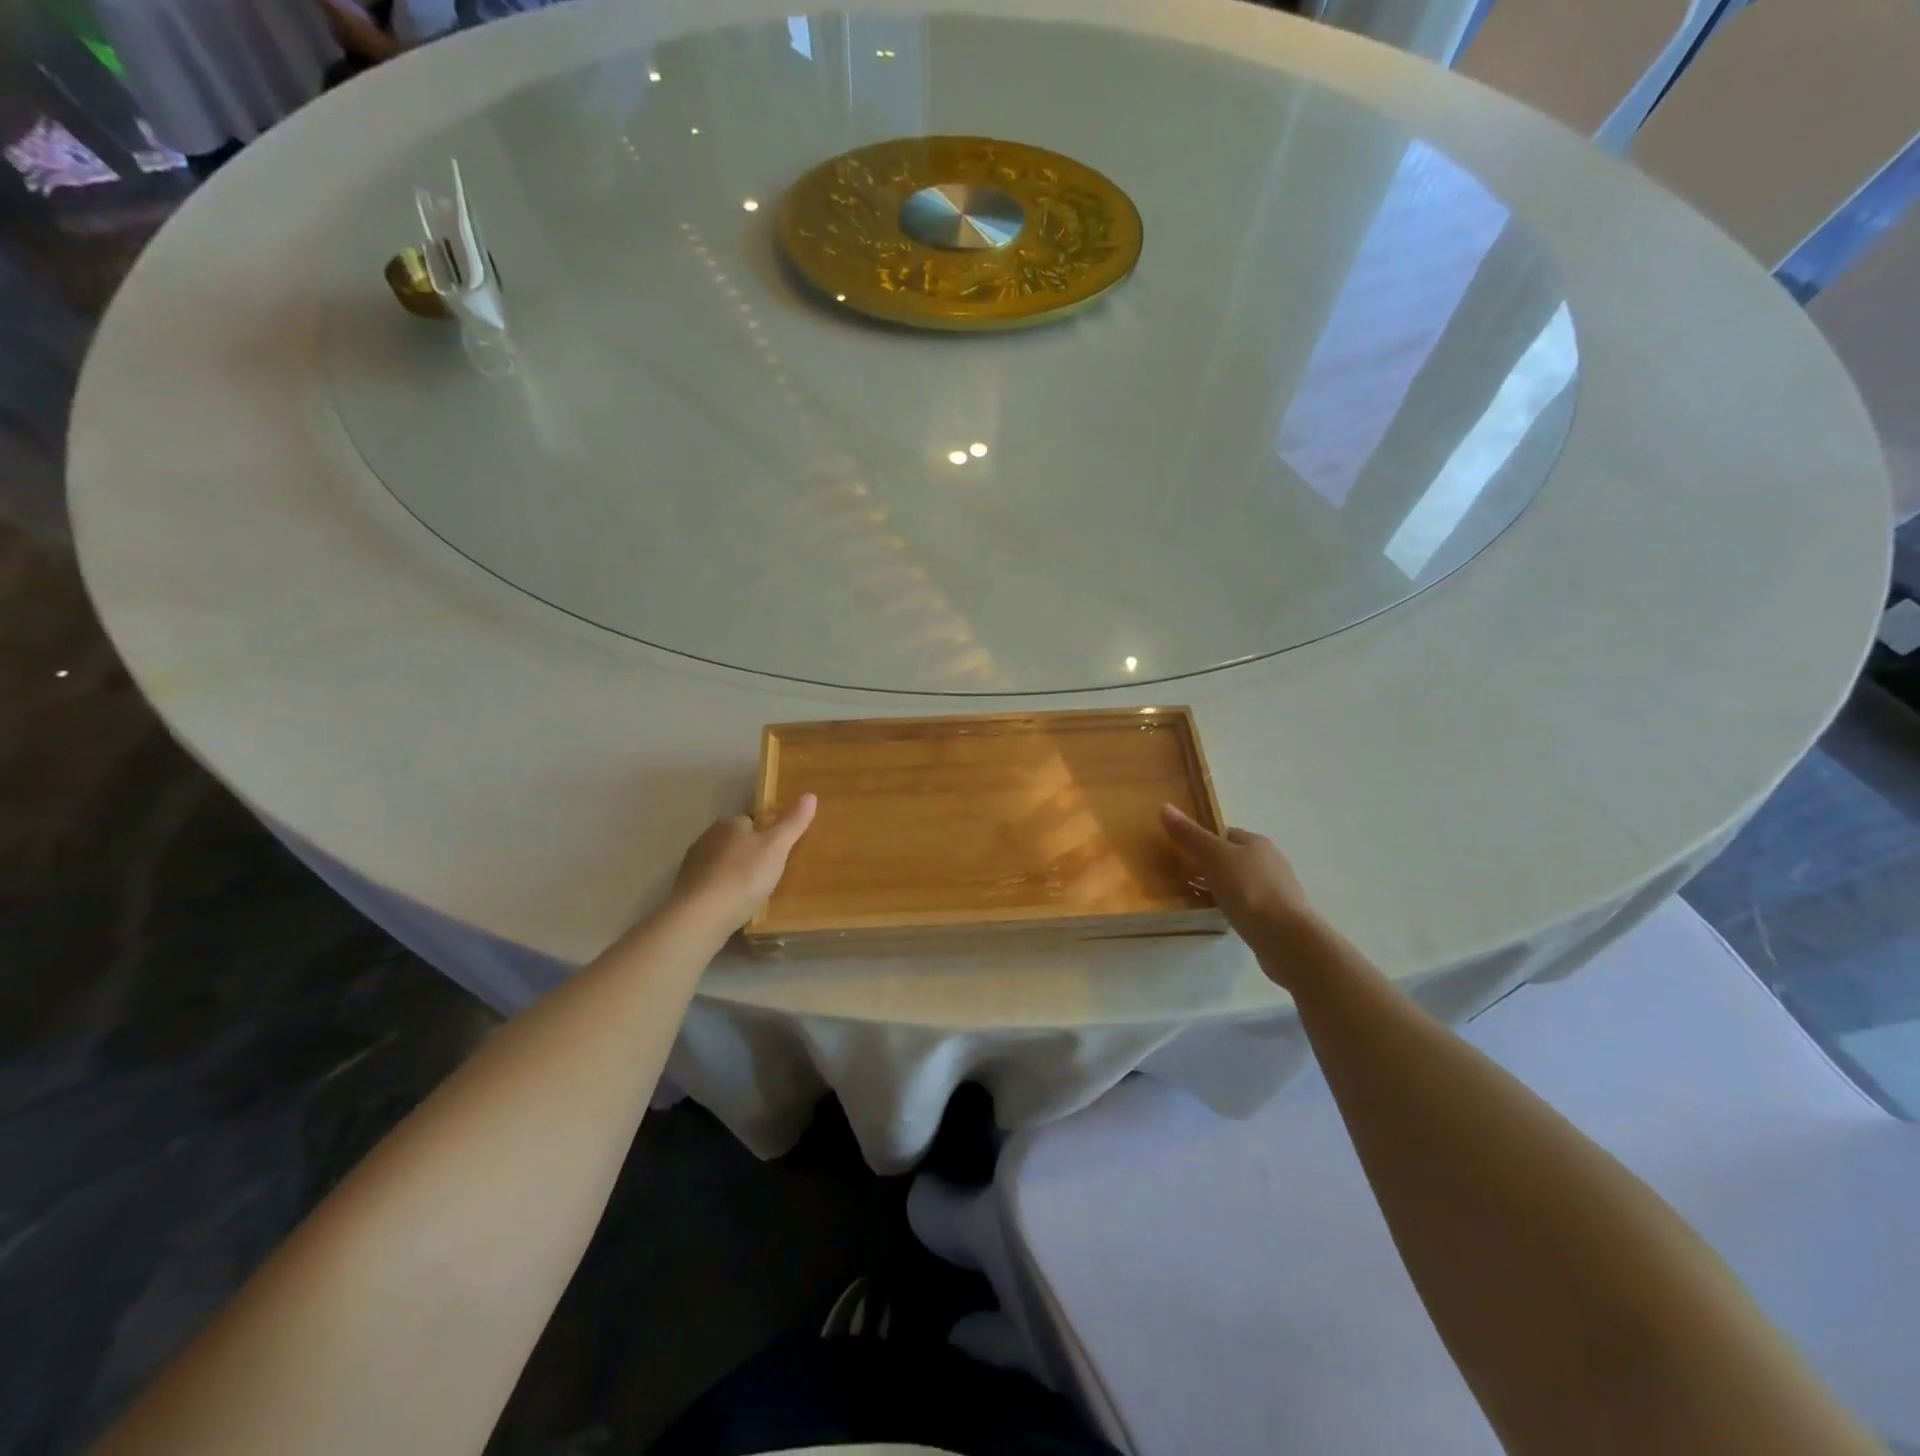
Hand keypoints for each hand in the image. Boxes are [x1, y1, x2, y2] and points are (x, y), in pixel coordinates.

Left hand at [672, 795, 816, 931]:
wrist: (702, 915)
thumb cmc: (744, 875)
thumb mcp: (777, 846)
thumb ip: (792, 822)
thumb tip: (810, 795)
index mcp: (729, 824)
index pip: (750, 821)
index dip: (765, 834)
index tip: (779, 850)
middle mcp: (707, 838)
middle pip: (734, 842)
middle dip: (748, 854)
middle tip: (770, 873)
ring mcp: (693, 866)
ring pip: (720, 864)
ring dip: (733, 873)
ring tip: (753, 892)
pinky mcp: (686, 891)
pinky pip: (710, 886)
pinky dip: (721, 892)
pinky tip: (733, 906)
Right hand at [1161, 804, 1329, 972]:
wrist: (1287, 938)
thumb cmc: (1249, 889)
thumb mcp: (1213, 857)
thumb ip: (1190, 835)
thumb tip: (1164, 806)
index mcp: (1257, 843)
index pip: (1225, 833)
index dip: (1202, 839)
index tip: (1180, 851)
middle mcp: (1270, 862)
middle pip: (1233, 857)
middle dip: (1210, 864)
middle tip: (1182, 876)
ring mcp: (1276, 890)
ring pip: (1240, 882)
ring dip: (1220, 887)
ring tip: (1195, 897)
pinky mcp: (1277, 916)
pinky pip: (1247, 904)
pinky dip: (1232, 906)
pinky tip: (1218, 916)